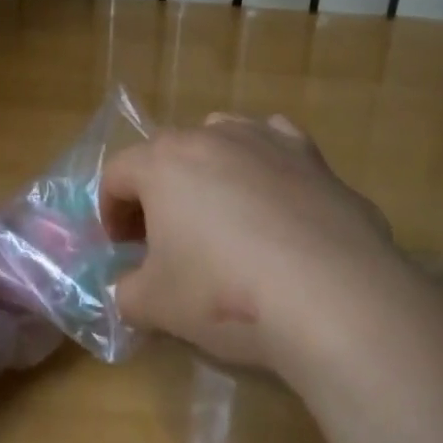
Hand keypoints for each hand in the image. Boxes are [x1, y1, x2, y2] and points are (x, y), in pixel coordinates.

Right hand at [99, 113, 402, 373]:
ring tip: (219, 214)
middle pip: (166, 154)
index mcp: (163, 162)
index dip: (109, 213)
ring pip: (221, 137)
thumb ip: (127, 292)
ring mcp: (267, 140)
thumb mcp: (155, 306)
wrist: (333, 297)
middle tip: (163, 239)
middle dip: (156, 193)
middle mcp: (212, 136)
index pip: (116, 175)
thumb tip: (130, 287)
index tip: (120, 250)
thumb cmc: (226, 294)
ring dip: (208, 169)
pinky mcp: (314, 157)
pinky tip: (273, 198)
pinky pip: (275, 144)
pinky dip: (263, 163)